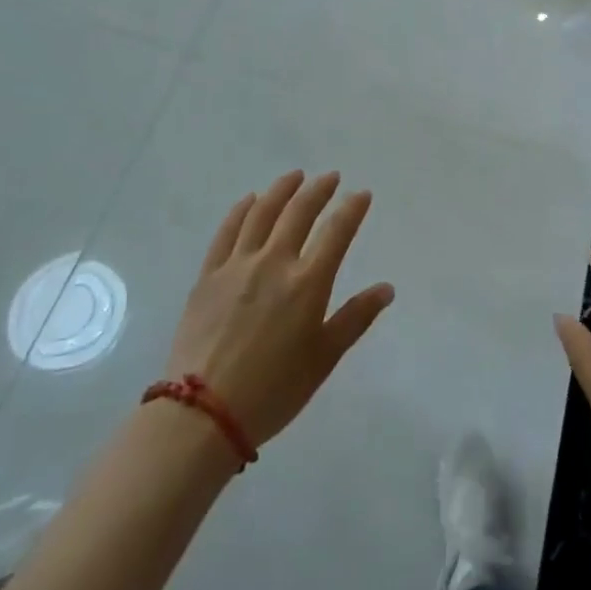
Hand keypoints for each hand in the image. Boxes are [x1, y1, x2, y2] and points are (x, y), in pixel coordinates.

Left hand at [167, 170, 393, 447]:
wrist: (204, 412)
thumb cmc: (274, 390)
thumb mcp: (324, 358)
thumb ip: (355, 317)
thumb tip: (386, 288)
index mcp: (307, 283)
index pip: (336, 232)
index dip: (352, 209)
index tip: (362, 194)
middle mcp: (274, 262)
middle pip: (299, 212)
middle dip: (318, 190)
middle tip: (330, 177)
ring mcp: (237, 265)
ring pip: (261, 213)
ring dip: (281, 190)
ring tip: (294, 177)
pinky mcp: (209, 275)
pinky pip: (227, 231)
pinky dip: (241, 210)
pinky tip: (249, 200)